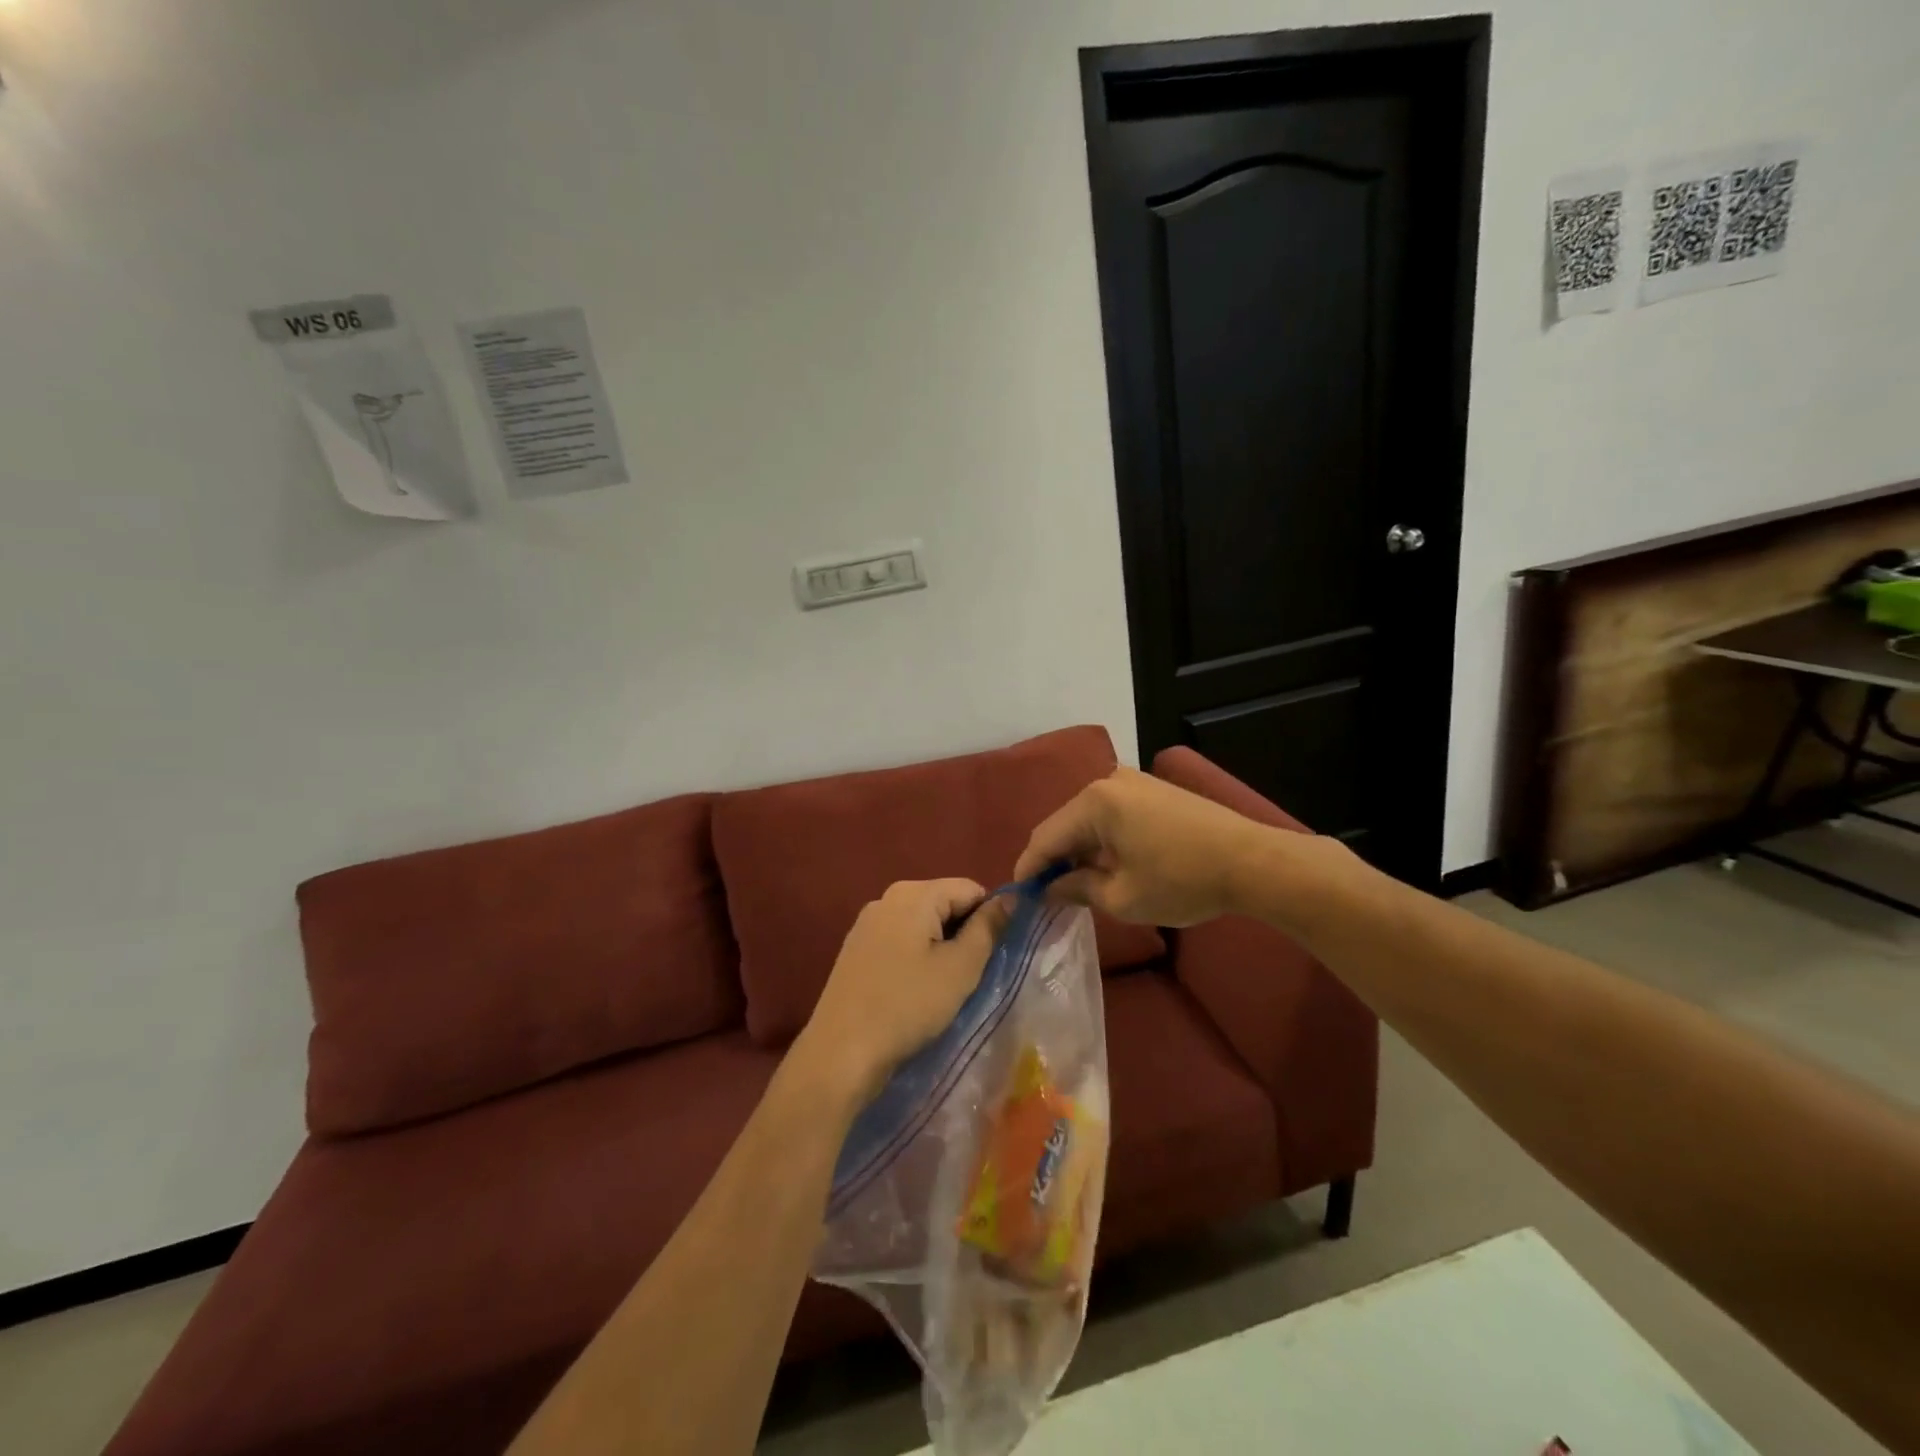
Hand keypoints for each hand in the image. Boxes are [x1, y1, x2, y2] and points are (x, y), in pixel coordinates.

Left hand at [794, 879, 1012, 1105]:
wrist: (842, 1051)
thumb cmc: (908, 1005)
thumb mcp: (961, 968)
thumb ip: (988, 928)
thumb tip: (1009, 899)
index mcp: (914, 893)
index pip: (970, 889)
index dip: (989, 918)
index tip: (991, 956)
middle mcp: (887, 897)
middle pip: (944, 902)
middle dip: (963, 933)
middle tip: (968, 975)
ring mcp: (867, 922)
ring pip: (922, 923)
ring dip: (940, 947)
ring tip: (942, 986)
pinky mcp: (856, 948)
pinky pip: (900, 940)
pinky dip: (915, 957)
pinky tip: (914, 990)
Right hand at [1014, 767, 1281, 926]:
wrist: (1253, 862)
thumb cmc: (1182, 881)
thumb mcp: (1122, 897)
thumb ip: (1076, 888)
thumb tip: (1050, 888)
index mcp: (1094, 802)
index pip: (1046, 837)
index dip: (1029, 868)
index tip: (1018, 896)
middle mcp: (1108, 781)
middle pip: (1065, 824)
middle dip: (1053, 859)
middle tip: (1045, 894)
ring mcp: (1134, 782)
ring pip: (1088, 819)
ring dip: (1078, 850)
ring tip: (1074, 884)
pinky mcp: (1153, 790)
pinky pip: (1112, 814)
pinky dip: (1102, 839)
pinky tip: (1105, 864)